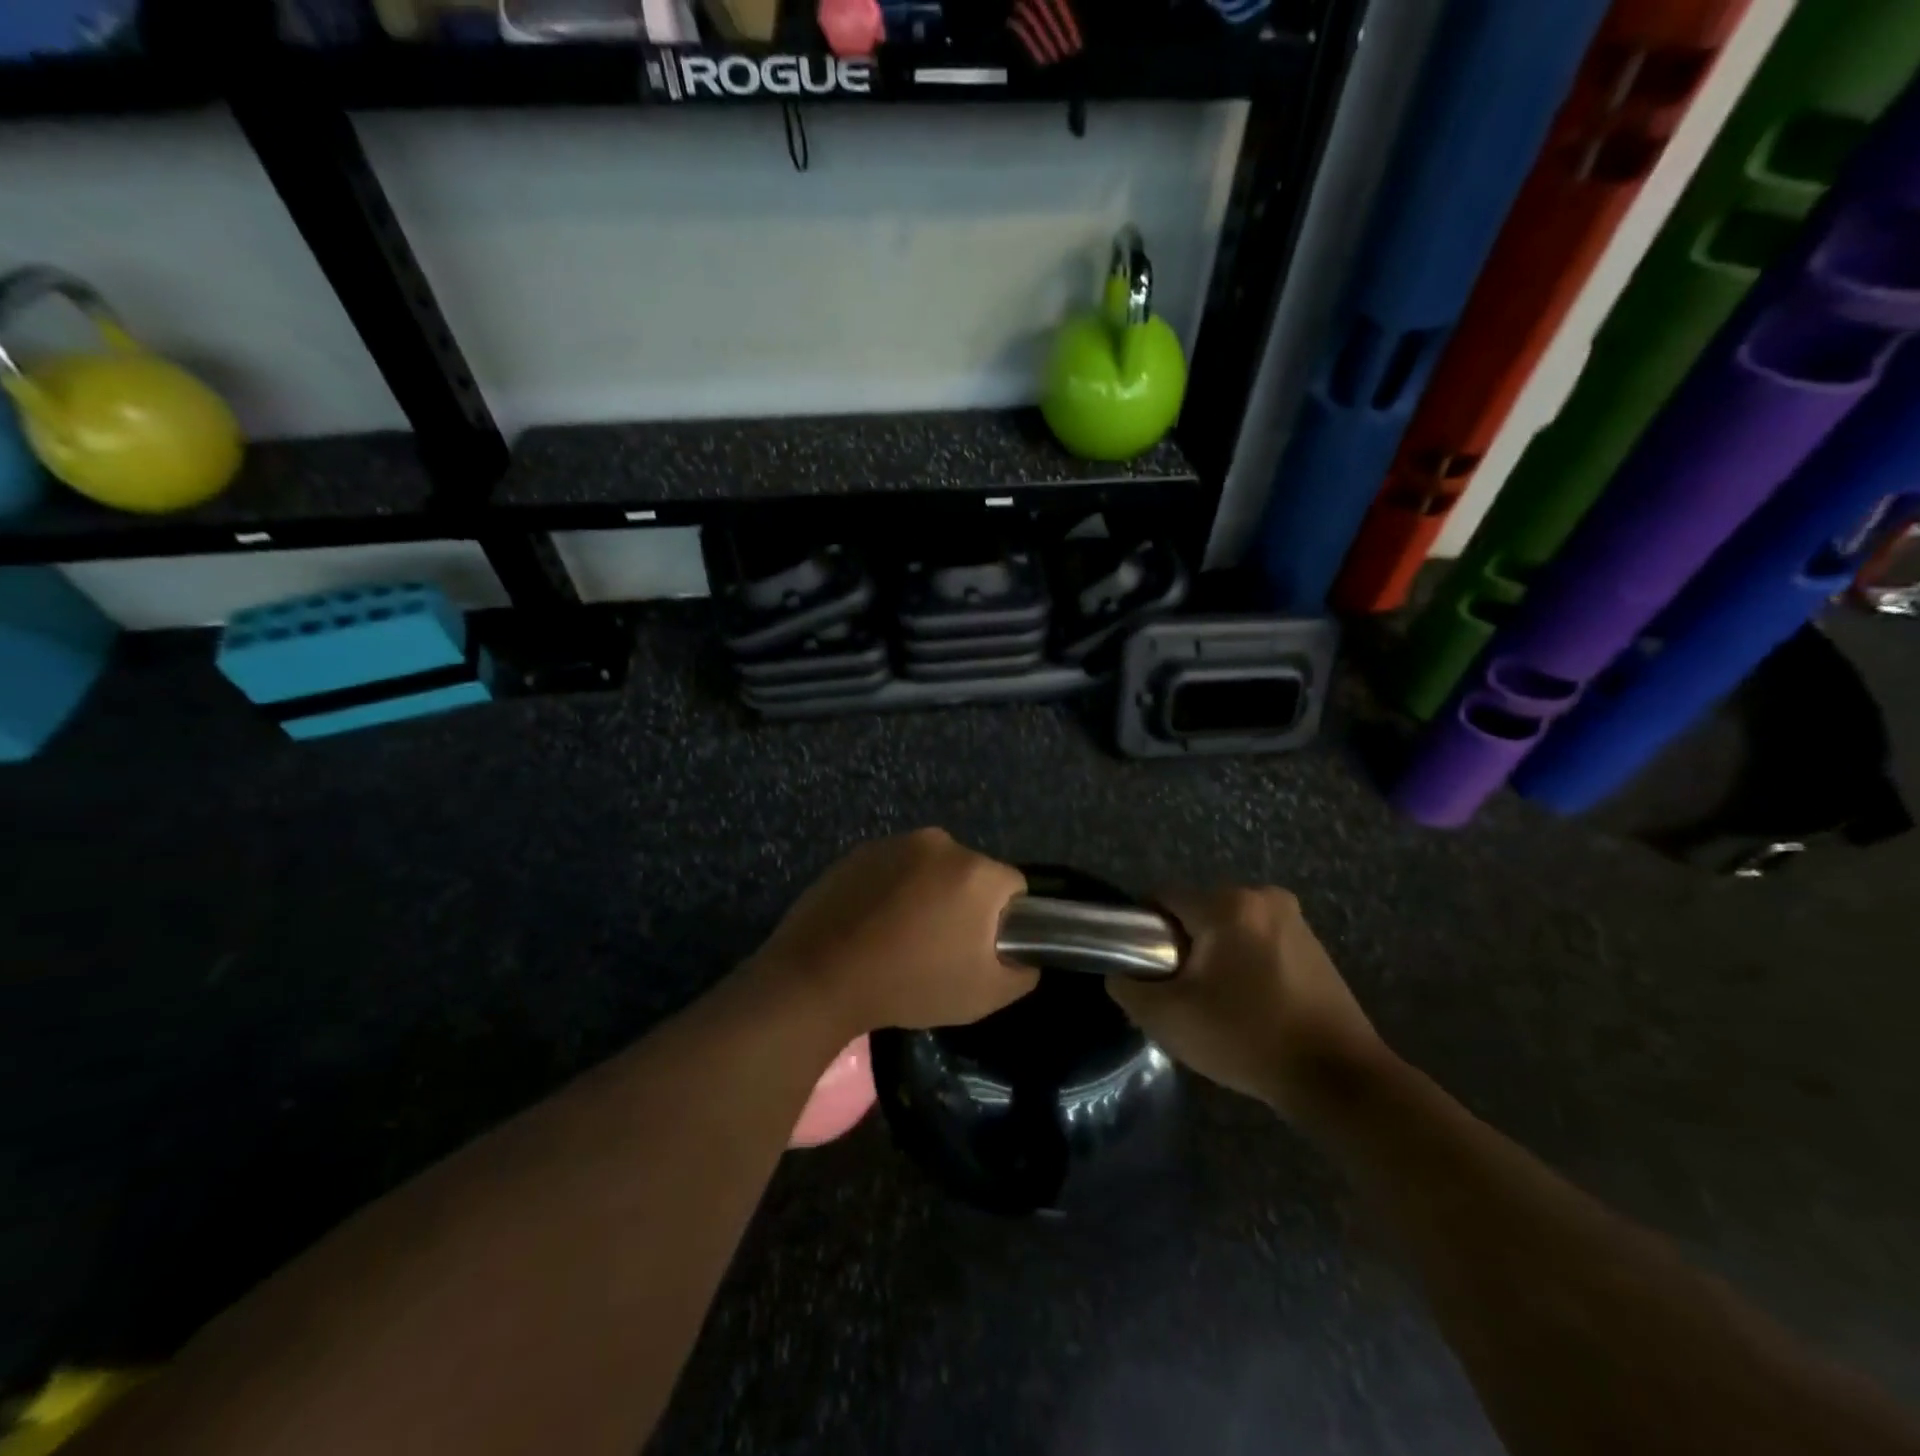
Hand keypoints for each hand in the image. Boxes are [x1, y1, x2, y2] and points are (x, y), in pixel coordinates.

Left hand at [752, 830, 1035, 1036]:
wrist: (819, 977)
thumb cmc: (910, 985)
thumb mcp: (986, 995)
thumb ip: (1023, 971)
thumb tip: (1023, 954)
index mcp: (976, 871)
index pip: (1013, 889)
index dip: (1002, 922)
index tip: (978, 951)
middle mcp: (940, 843)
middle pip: (971, 874)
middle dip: (964, 904)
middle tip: (940, 948)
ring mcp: (895, 843)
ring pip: (932, 869)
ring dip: (927, 894)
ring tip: (901, 937)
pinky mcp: (859, 851)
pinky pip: (894, 869)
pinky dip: (893, 890)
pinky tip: (873, 924)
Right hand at [1107, 887, 1389, 1121]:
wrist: (1338, 1079)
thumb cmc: (1246, 1038)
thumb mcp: (1167, 1017)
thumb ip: (1128, 986)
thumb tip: (1122, 972)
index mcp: (1227, 904)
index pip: (1162, 898)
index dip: (1144, 931)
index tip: (1148, 970)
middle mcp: (1263, 896)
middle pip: (1196, 911)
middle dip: (1182, 946)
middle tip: (1182, 994)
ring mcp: (1294, 919)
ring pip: (1227, 927)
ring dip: (1214, 956)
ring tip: (1217, 1004)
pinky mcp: (1313, 944)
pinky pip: (1257, 941)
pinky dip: (1244, 963)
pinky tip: (1250, 1004)